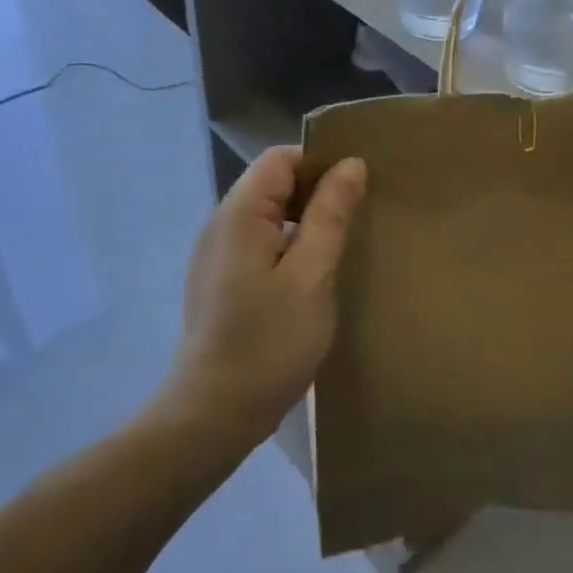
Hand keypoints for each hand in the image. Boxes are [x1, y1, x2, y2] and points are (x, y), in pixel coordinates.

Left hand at [166, 145, 366, 443]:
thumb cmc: (269, 342)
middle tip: (359, 216)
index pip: (281, 158)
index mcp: (240, 213)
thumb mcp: (312, 274)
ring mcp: (217, 254)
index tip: (358, 188)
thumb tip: (351, 164)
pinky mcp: (221, 280)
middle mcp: (221, 224)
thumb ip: (331, 214)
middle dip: (317, 191)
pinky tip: (314, 273)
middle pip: (273, 183)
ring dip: (306, 220)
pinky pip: (260, 242)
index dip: (320, 163)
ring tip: (343, 243)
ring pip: (269, 215)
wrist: (214, 414)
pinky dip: (290, 244)